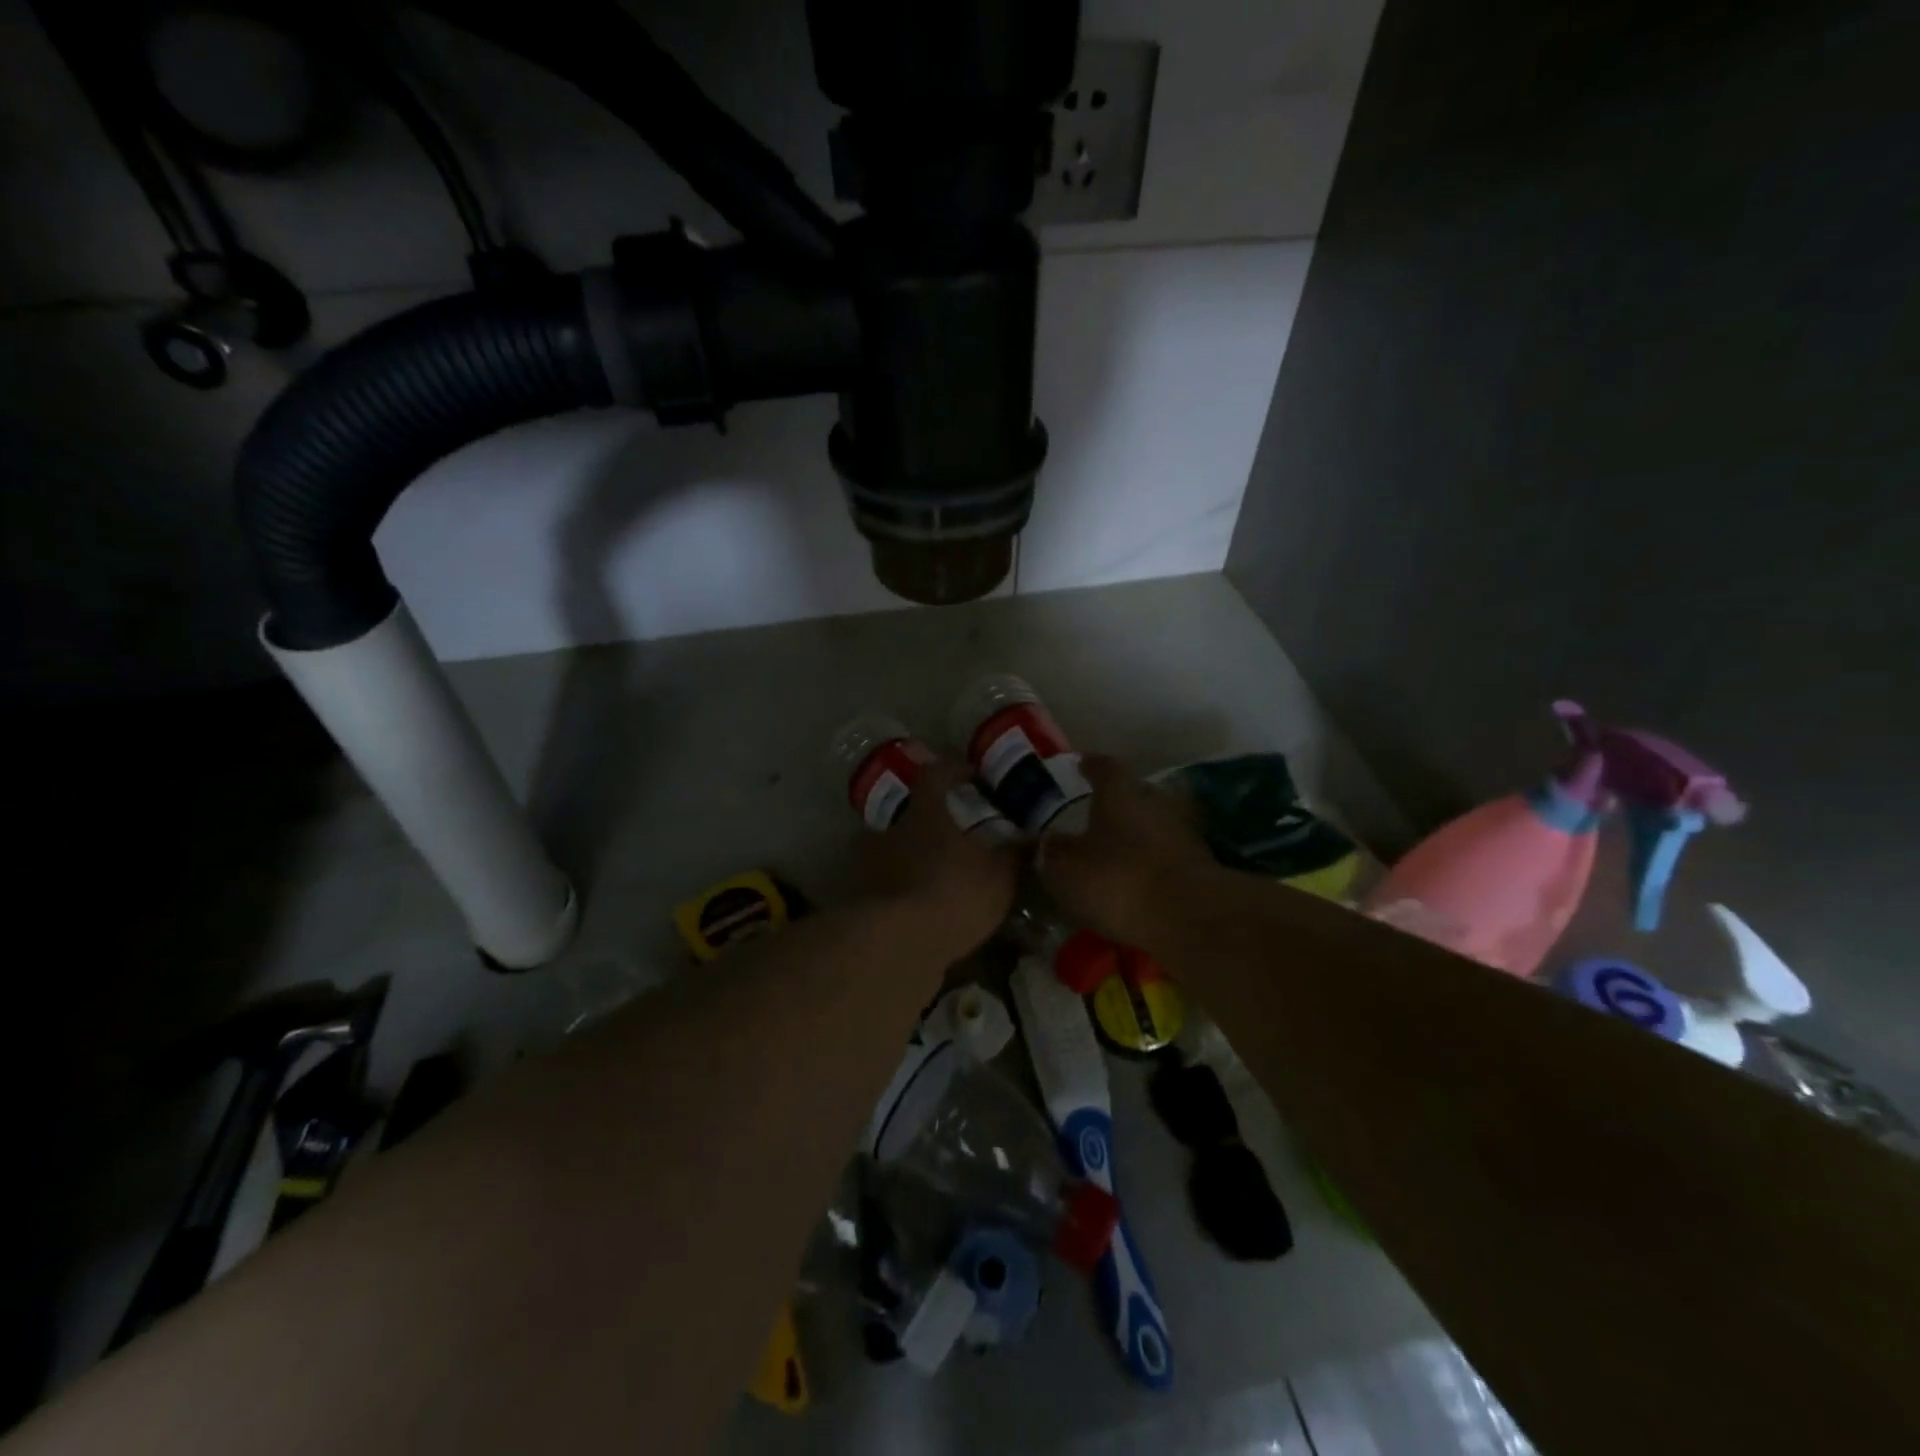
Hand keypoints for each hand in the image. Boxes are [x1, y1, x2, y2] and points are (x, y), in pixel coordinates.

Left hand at [862, 761, 1018, 960]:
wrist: (898, 944)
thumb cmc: (954, 894)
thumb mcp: (999, 876)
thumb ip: (1015, 854)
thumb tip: (1032, 838)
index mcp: (926, 812)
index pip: (936, 774)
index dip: (955, 769)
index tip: (973, 774)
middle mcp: (893, 829)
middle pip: (914, 812)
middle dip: (936, 819)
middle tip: (960, 832)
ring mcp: (872, 863)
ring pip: (897, 848)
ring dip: (917, 855)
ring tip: (942, 872)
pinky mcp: (863, 898)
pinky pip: (888, 883)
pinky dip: (904, 887)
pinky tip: (923, 905)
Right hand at [1039, 754, 1220, 950]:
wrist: (1190, 917)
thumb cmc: (1119, 880)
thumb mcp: (1067, 870)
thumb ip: (1054, 851)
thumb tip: (1047, 839)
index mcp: (1120, 792)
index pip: (1104, 766)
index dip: (1091, 765)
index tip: (1081, 764)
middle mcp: (1155, 801)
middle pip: (1134, 792)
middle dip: (1116, 801)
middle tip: (1095, 812)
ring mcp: (1183, 832)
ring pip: (1153, 823)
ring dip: (1136, 833)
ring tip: (1115, 849)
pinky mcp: (1200, 865)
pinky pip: (1167, 854)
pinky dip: (1151, 861)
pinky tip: (1137, 877)